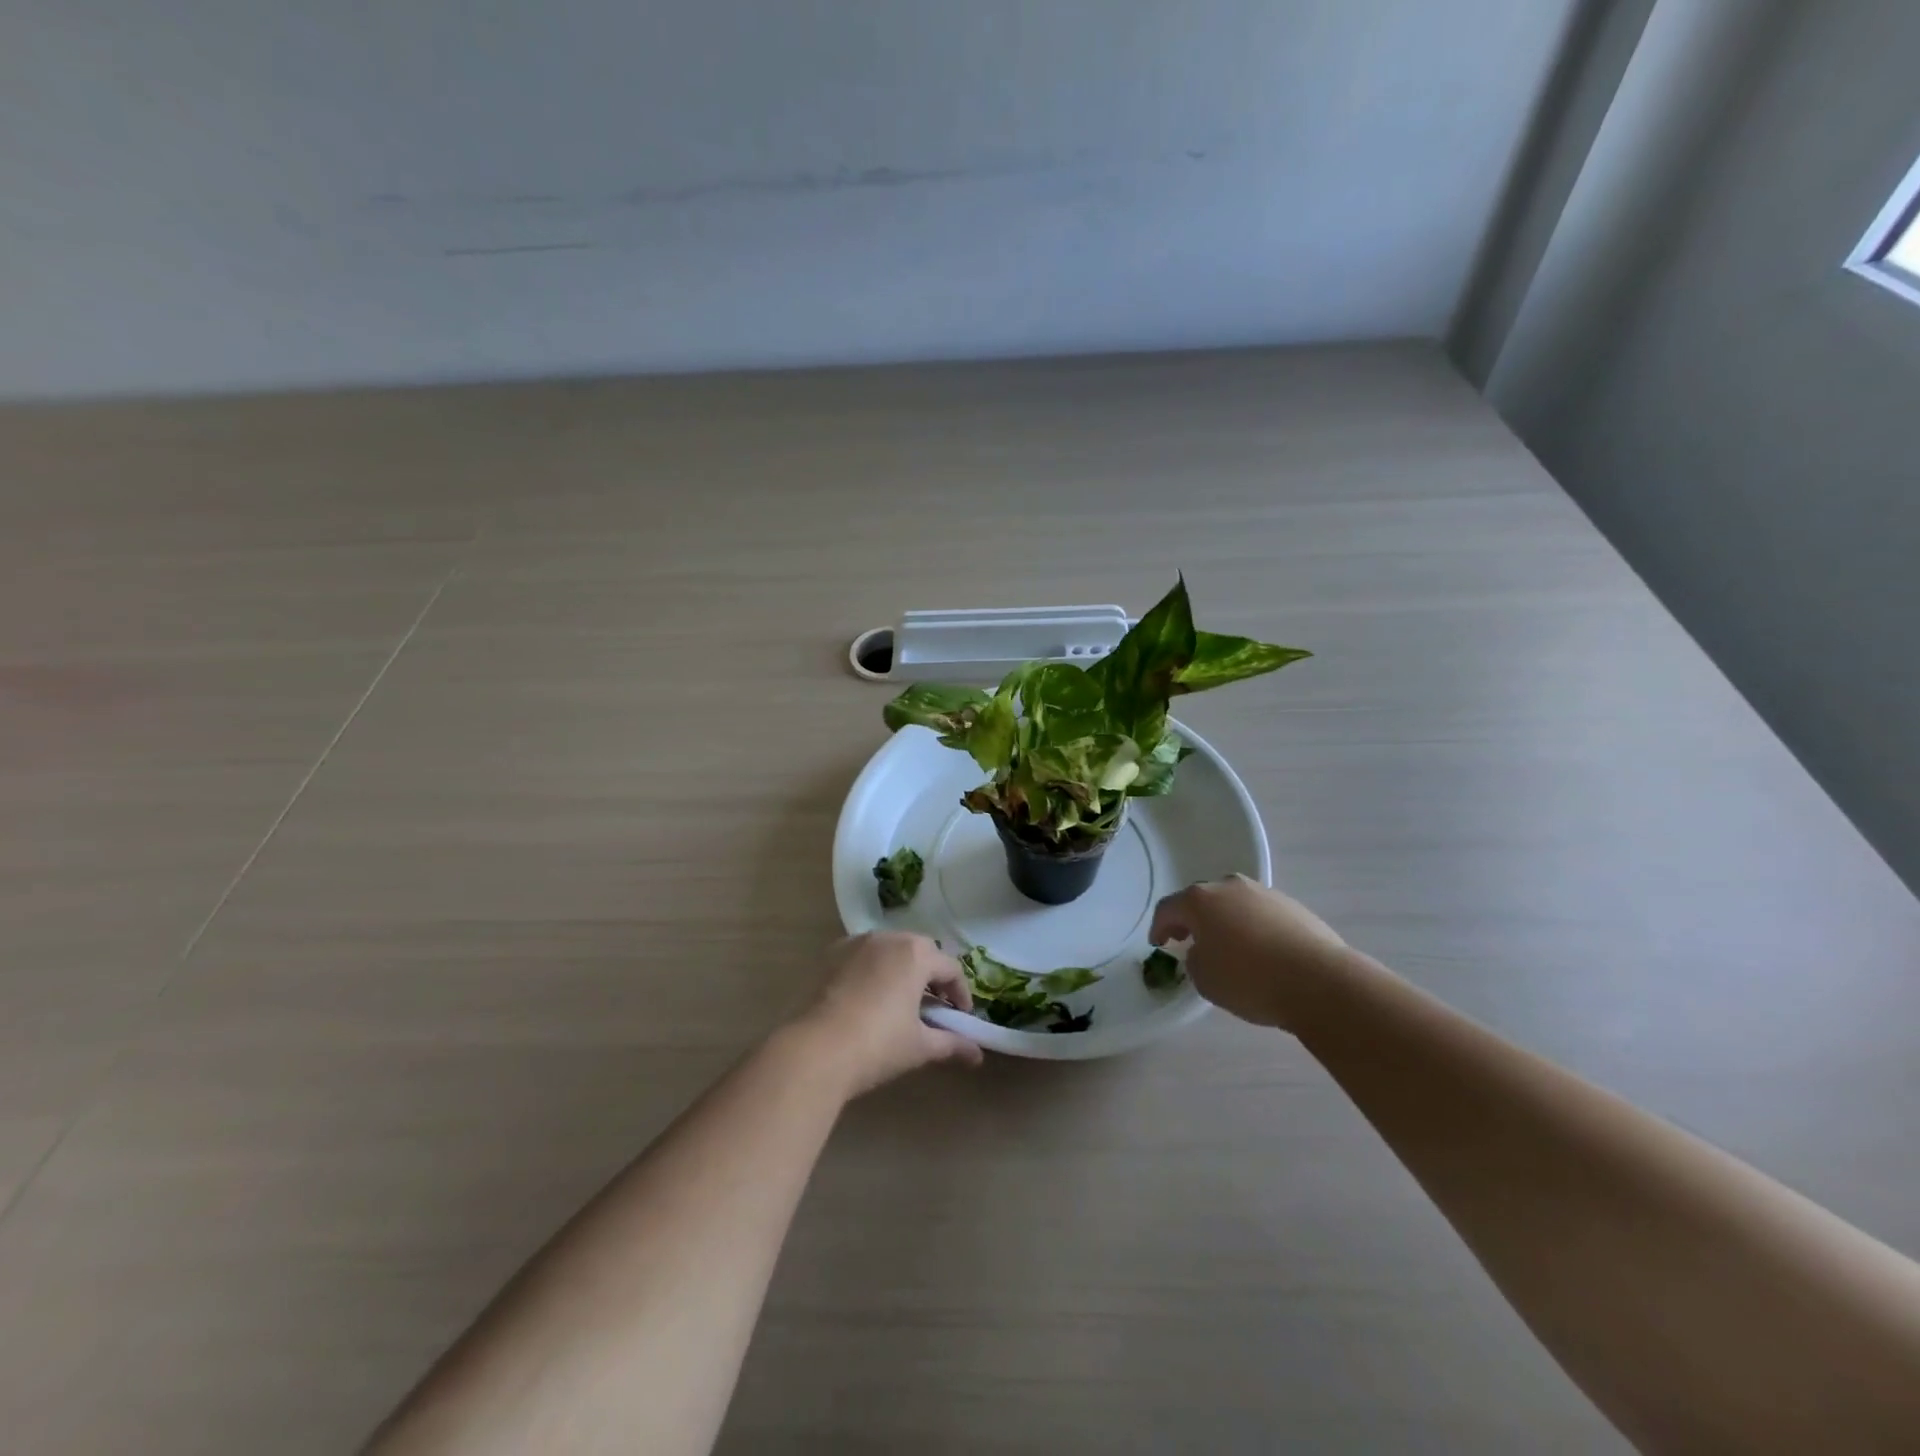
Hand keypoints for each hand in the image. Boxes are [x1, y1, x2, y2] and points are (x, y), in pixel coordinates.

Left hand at [789, 932, 984, 1096]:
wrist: (814, 1050)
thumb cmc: (877, 1045)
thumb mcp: (920, 1046)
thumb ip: (952, 1044)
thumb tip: (978, 1056)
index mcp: (916, 954)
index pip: (950, 969)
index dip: (961, 994)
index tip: (962, 1018)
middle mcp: (888, 938)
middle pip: (921, 951)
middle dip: (932, 976)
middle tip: (935, 1006)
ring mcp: (855, 943)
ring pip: (890, 950)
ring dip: (902, 969)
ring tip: (901, 1001)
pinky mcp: (830, 955)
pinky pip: (862, 956)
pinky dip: (873, 970)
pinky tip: (869, 998)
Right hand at [1150, 875, 1349, 1031]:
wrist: (1319, 982)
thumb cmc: (1249, 979)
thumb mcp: (1204, 979)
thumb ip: (1195, 959)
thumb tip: (1204, 951)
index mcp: (1200, 900)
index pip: (1168, 908)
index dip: (1158, 927)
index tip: (1158, 944)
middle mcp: (1229, 886)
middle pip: (1202, 900)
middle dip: (1193, 920)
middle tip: (1189, 941)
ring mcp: (1263, 893)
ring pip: (1234, 904)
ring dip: (1225, 922)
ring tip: (1229, 949)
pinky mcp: (1292, 906)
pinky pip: (1260, 914)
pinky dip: (1253, 928)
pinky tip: (1260, 952)